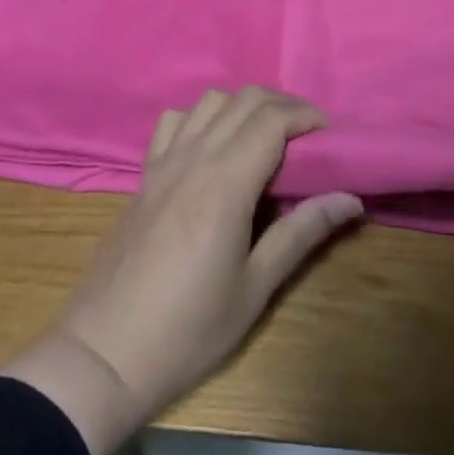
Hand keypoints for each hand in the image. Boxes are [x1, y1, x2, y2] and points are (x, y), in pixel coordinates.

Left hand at [4, 87, 362, 454]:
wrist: (102, 355)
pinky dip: (201, 117)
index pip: (272, 118)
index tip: (330, 137)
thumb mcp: (255, 288)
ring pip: (209, 101)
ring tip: (265, 139)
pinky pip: (174, 121)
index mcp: (225, 183)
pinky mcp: (143, 176)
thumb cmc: (187, 330)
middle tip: (308, 137)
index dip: (306, 115)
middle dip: (283, 105)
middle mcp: (194, 158)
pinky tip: (212, 147)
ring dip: (244, 106)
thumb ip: (302, 233)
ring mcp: (163, 163)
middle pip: (244, 99)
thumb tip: (351, 199)